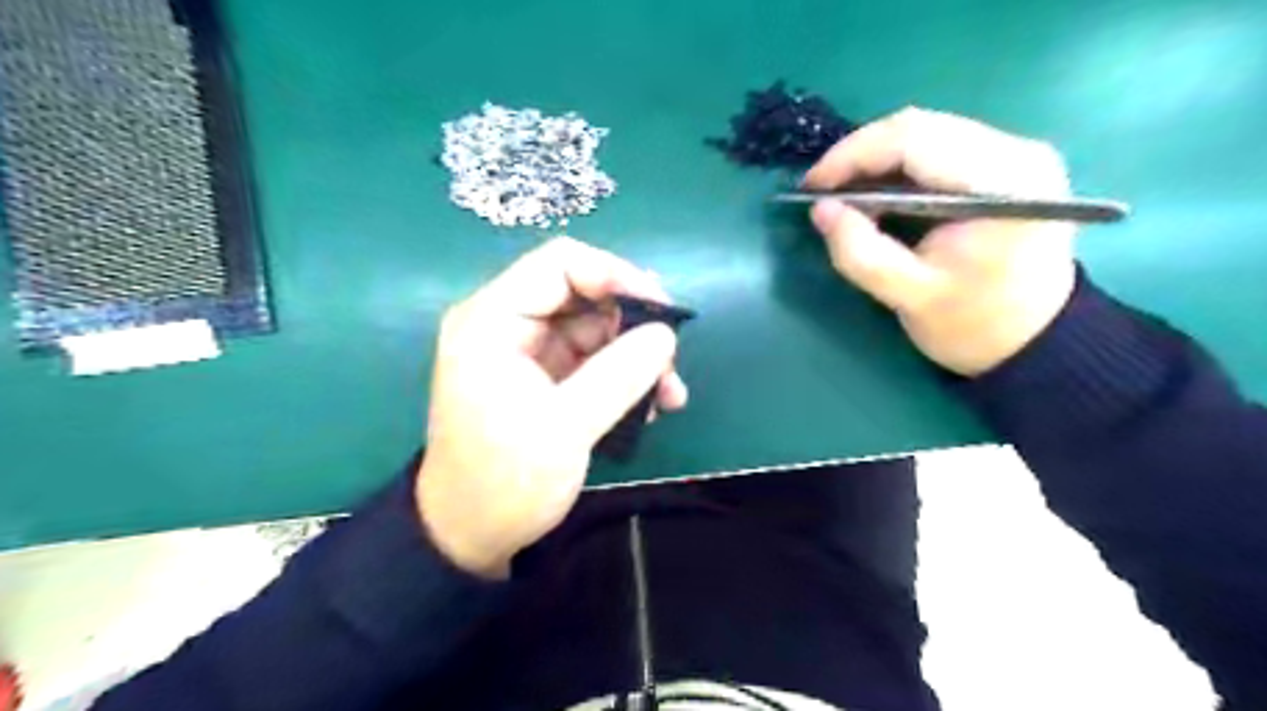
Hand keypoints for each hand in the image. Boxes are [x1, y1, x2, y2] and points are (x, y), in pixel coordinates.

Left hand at [420, 237, 688, 577]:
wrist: (470, 536)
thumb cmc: (505, 481)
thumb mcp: (566, 428)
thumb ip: (619, 374)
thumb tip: (666, 334)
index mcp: (492, 322)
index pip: (560, 264)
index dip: (615, 275)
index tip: (661, 310)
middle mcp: (507, 325)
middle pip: (583, 295)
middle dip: (633, 325)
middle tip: (671, 362)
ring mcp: (527, 352)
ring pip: (595, 329)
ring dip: (636, 356)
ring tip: (669, 395)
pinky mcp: (543, 378)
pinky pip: (592, 359)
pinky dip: (623, 376)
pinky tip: (650, 406)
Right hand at [806, 105, 1071, 374]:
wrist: (1034, 341)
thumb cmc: (974, 325)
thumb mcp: (908, 297)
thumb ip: (860, 253)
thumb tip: (821, 209)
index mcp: (1002, 184)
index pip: (914, 140)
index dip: (852, 156)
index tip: (811, 187)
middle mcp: (1017, 152)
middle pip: (920, 127)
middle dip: (859, 155)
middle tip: (822, 191)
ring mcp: (1016, 152)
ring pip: (927, 131)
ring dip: (876, 159)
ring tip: (843, 193)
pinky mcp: (1007, 162)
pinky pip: (939, 146)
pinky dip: (898, 165)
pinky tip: (877, 193)